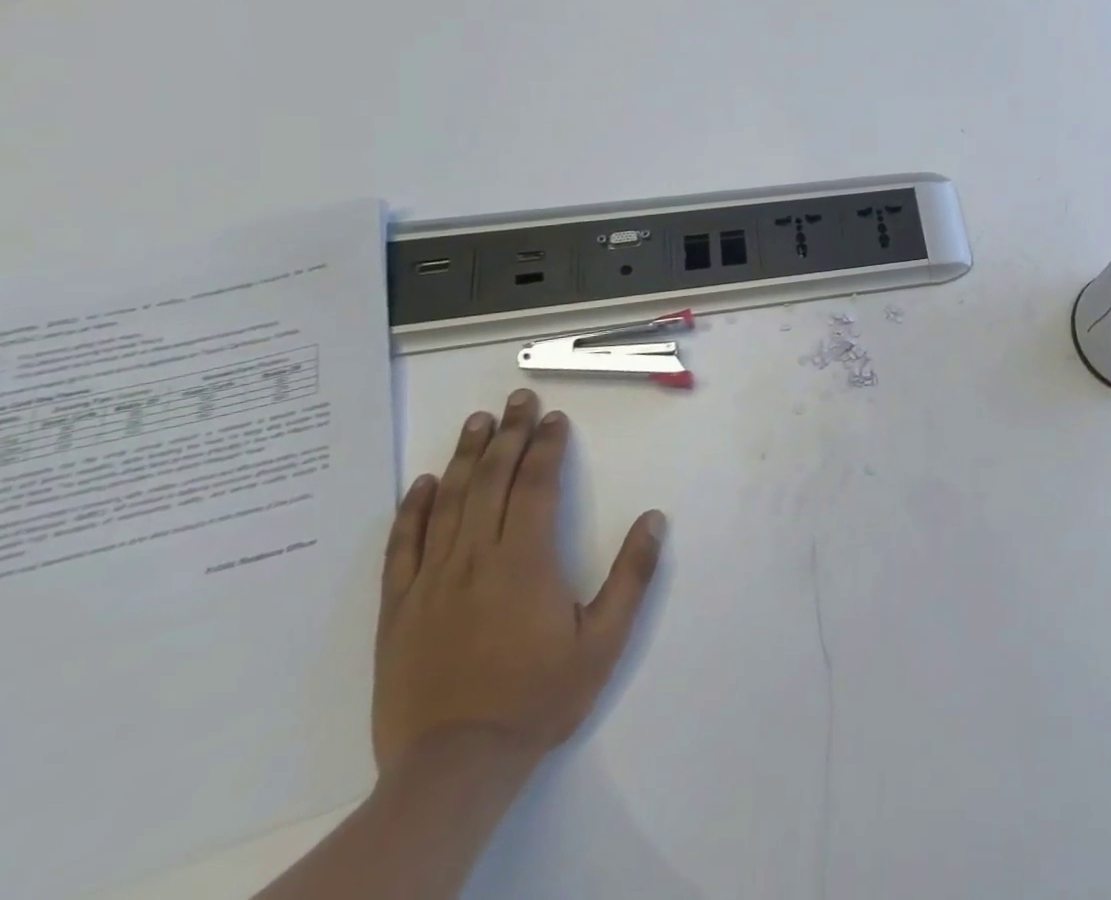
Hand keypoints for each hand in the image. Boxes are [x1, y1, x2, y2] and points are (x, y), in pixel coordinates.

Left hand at [374, 389, 665, 776]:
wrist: (453, 768)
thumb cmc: (537, 698)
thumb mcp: (603, 641)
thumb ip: (632, 576)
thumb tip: (654, 519)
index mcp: (525, 562)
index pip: (537, 486)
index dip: (547, 447)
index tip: (555, 418)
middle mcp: (476, 559)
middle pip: (491, 481)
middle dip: (507, 435)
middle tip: (517, 399)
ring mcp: (431, 583)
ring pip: (447, 503)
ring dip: (463, 457)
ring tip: (476, 422)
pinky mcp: (398, 610)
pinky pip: (402, 548)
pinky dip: (411, 511)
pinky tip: (421, 484)